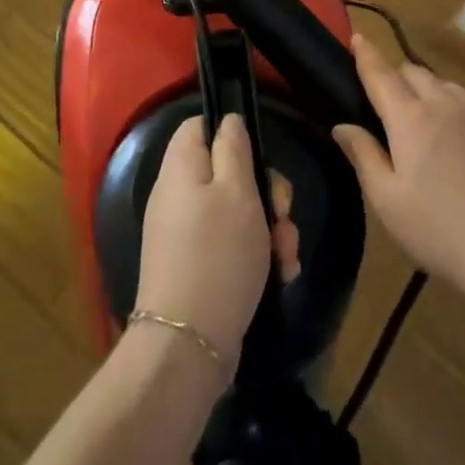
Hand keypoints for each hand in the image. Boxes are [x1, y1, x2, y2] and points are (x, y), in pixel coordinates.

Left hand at [134, 114, 298, 369]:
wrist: (189, 343)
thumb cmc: (218, 255)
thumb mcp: (237, 192)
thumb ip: (233, 149)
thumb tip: (227, 121)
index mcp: (180, 168)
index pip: (198, 126)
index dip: (230, 131)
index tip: (259, 154)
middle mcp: (178, 196)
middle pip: (227, 171)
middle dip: (265, 192)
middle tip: (281, 213)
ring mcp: (186, 233)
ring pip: (238, 212)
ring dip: (270, 229)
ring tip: (286, 255)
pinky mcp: (198, 265)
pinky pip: (233, 245)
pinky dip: (258, 255)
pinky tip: (281, 275)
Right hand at [332, 35, 464, 303]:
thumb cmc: (439, 229)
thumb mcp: (386, 200)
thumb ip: (363, 155)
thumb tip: (342, 125)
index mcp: (410, 118)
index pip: (381, 73)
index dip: (366, 54)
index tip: (356, 36)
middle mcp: (443, 105)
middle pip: (413, 71)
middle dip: (393, 72)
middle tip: (378, 93)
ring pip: (442, 82)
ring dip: (422, 85)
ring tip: (412, 109)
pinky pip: (463, 100)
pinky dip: (446, 99)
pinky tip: (446, 127)